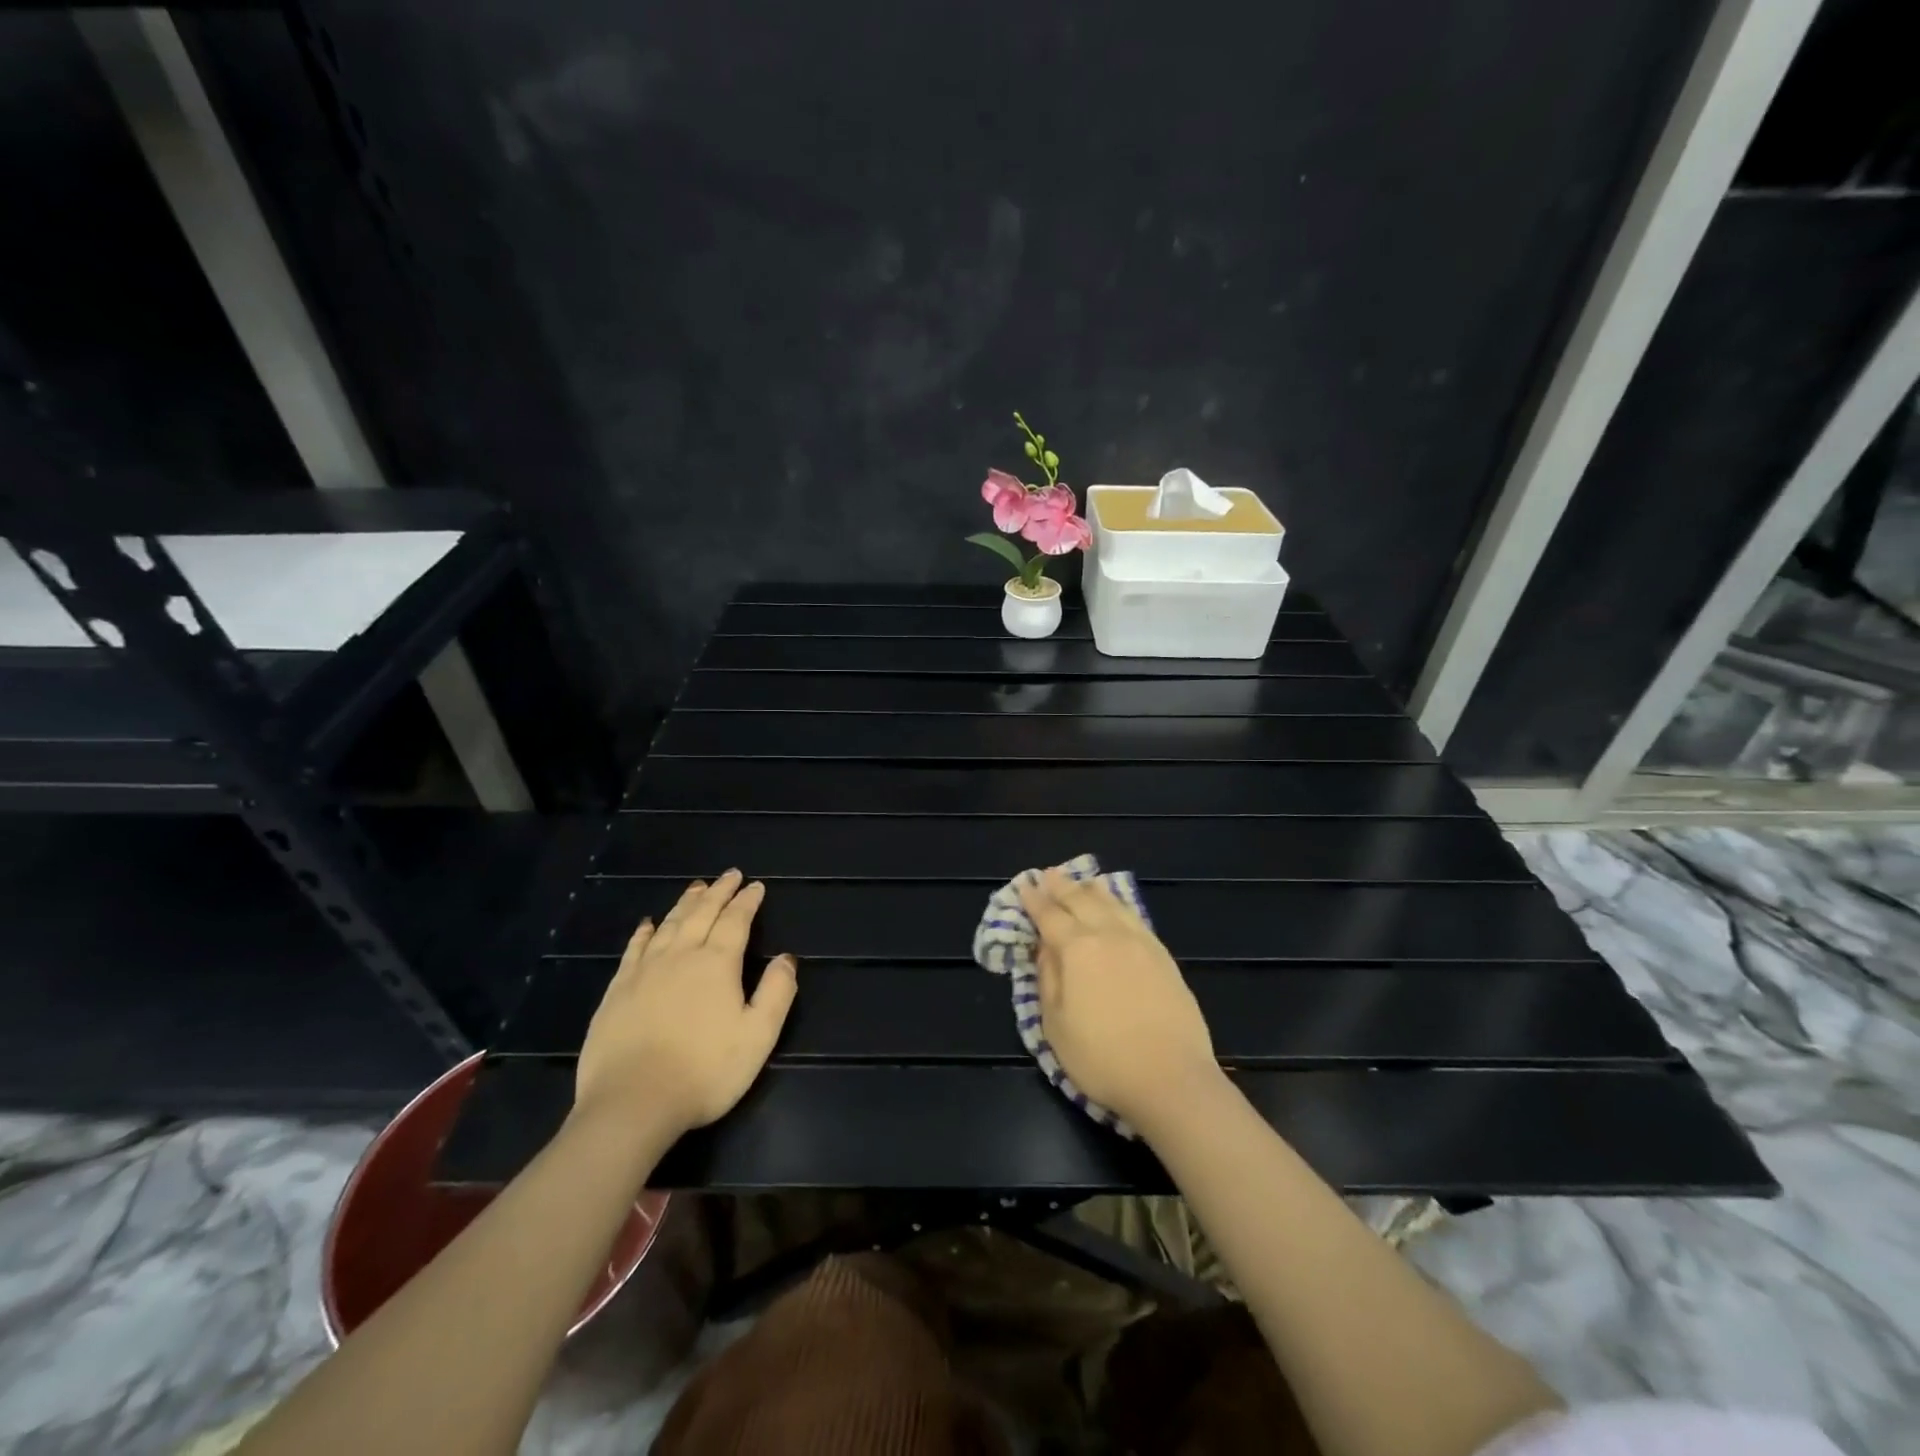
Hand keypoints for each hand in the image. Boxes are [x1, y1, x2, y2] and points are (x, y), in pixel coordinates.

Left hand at [573, 871, 797, 1137]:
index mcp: (717, 964)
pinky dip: (646, 931)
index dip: (747, 901)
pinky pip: (634, 948)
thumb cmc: (704, 1072)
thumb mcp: (758, 1037)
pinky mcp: (618, 990)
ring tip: (697, 887)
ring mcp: (644, 971)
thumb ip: (777, 993)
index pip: (736, 921)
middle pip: (702, 913)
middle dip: (719, 892)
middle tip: (730, 875)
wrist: (632, 1104)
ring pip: (670, 924)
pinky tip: (649, 923)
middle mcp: (681, 956)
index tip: (755, 886)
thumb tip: (786, 957)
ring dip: (686, 903)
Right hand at [1018, 867, 1217, 1130]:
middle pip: (1081, 900)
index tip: (1024, 886)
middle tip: (1049, 875)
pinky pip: (1135, 917)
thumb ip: (1047, 980)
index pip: (1049, 916)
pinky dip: (1120, 905)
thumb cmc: (1102, 1058)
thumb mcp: (1056, 1026)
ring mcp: (1140, 943)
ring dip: (1092, 890)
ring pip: (1112, 904)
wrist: (1172, 1079)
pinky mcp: (1163, 957)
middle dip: (1062, 886)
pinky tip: (1117, 907)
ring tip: (1082, 882)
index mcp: (1077, 949)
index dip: (1034, 900)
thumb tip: (1045, 949)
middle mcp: (1108, 935)